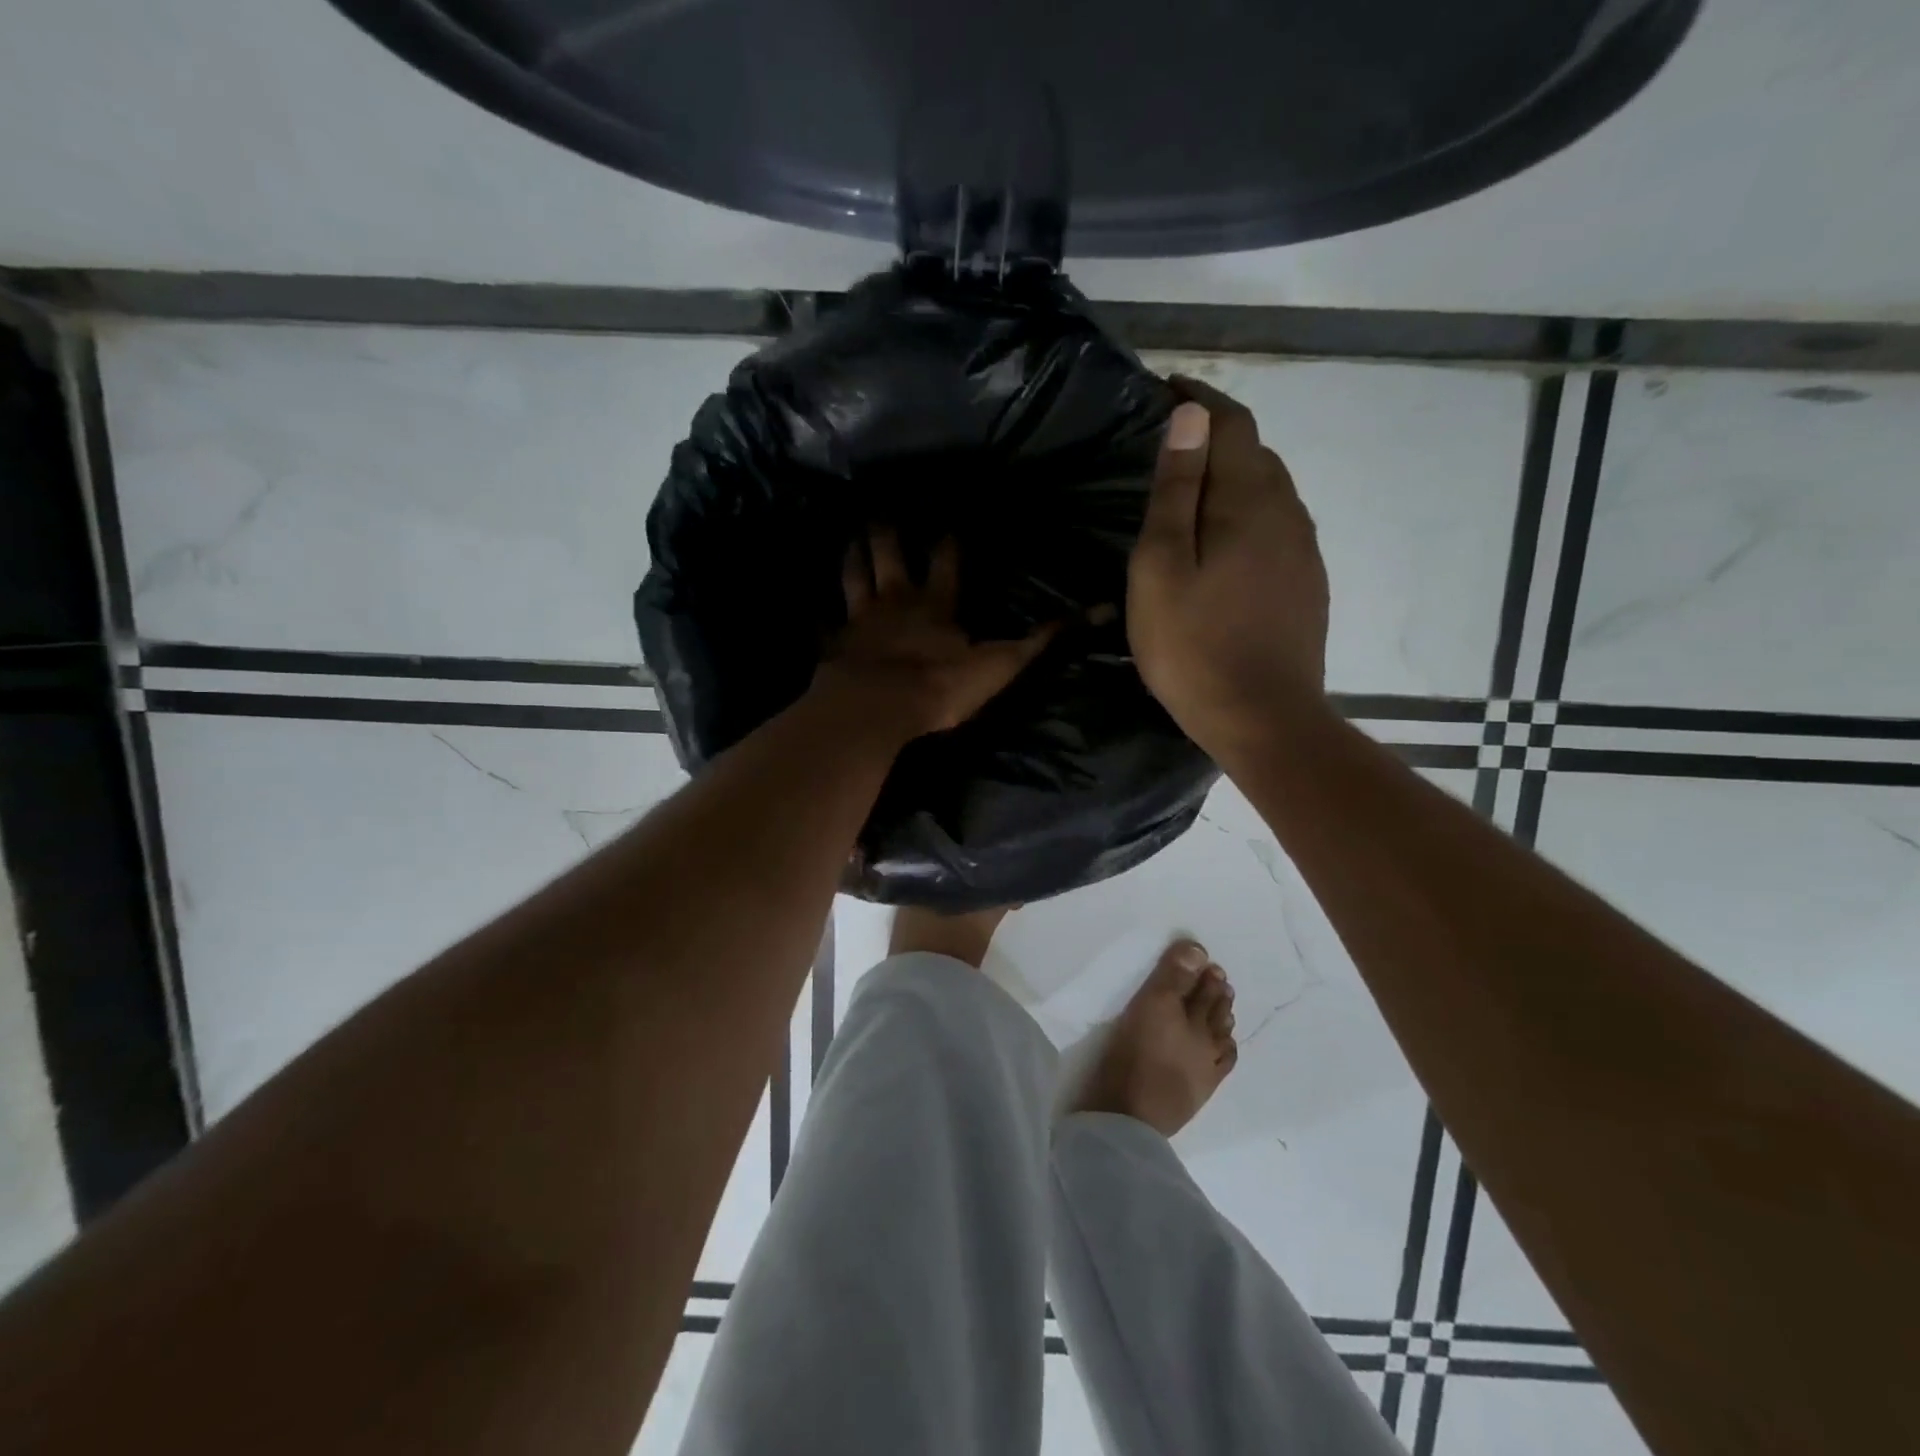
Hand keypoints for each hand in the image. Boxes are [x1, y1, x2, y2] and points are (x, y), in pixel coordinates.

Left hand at [815, 527, 1056, 737]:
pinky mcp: (835, 645)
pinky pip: (825, 624)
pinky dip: (820, 616)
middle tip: (883, 509)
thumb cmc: (940, 686)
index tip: (948, 518)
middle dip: (889, 532)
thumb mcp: (1000, 665)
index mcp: (937, 603)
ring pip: (854, 577)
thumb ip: (1042, 640)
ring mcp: (860, 620)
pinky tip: (813, 609)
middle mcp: (896, 601)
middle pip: (890, 555)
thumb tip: (1096, 612)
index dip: (949, 539)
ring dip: (854, 557)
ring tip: (851, 537)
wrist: (879, 708)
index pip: (947, 559)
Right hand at [1127, 378, 1330, 758]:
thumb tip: (1189, 416)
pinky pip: (1276, 528)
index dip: (1199, 399)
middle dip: (1214, 437)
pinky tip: (1222, 546)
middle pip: (1255, 454)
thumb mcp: (1162, 567)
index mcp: (1251, 500)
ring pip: (1268, 492)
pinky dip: (1246, 516)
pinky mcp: (1306, 584)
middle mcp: (1289, 513)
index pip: (1232, 423)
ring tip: (1190, 494)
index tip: (1165, 388)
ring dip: (1232, 479)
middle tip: (1168, 446)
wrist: (1263, 718)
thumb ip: (1177, 490)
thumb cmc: (1195, 645)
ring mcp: (1304, 551)